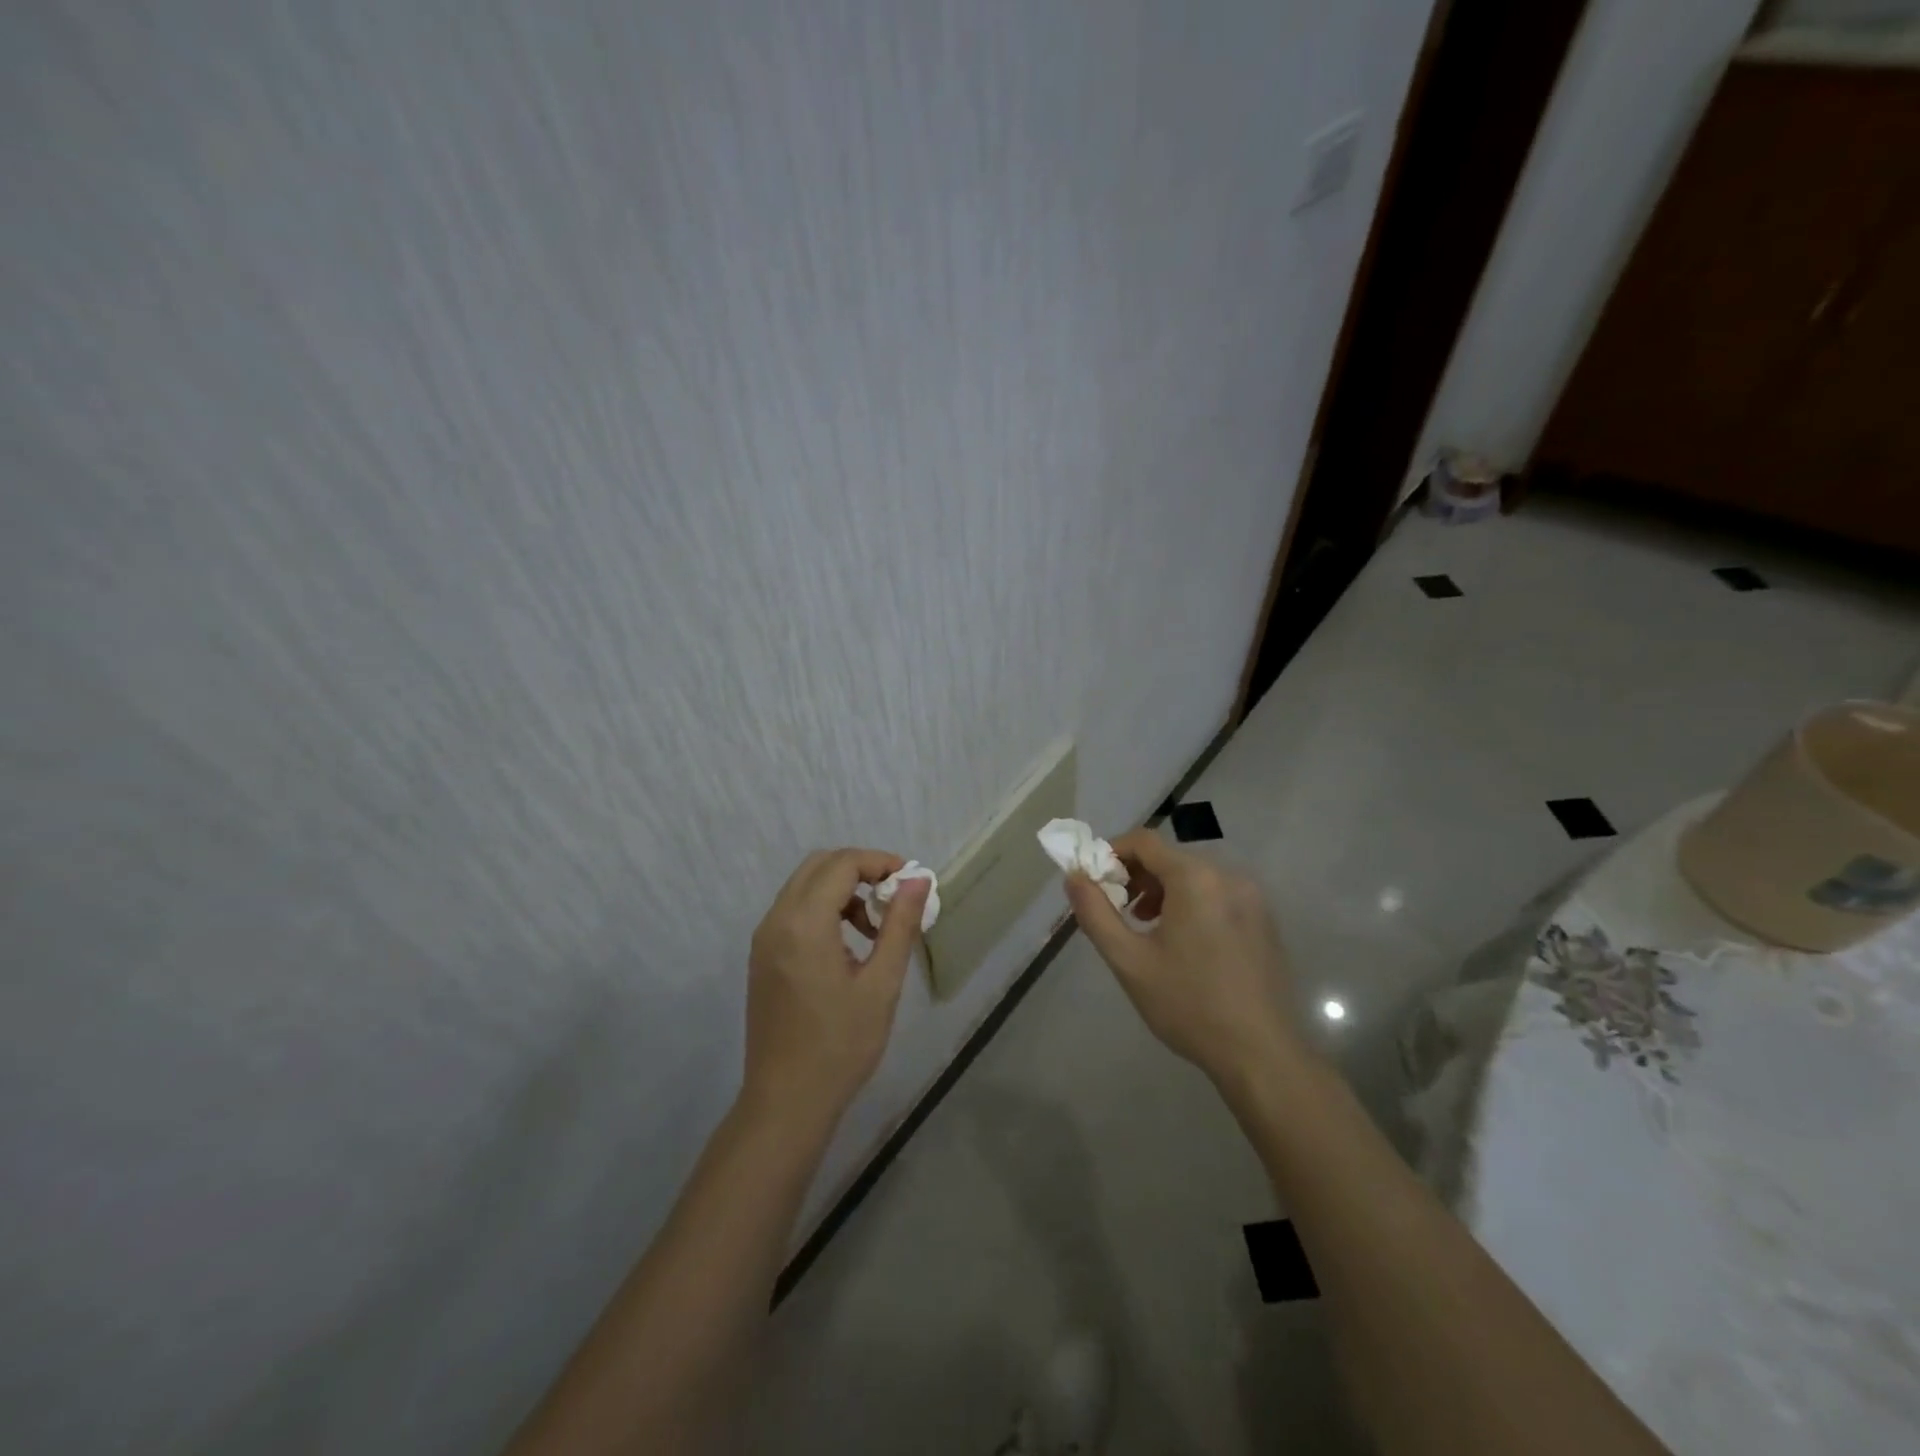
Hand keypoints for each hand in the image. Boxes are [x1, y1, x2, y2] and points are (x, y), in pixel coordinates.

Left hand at [743, 849, 927, 1124]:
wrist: (786, 1102)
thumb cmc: (841, 1045)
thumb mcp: (881, 984)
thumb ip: (900, 925)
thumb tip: (918, 880)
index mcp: (804, 923)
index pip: (843, 864)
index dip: (881, 863)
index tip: (911, 883)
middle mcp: (777, 920)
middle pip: (820, 865)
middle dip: (861, 870)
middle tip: (894, 898)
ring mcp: (764, 939)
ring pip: (804, 886)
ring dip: (842, 890)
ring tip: (875, 929)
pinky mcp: (762, 957)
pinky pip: (793, 911)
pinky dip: (823, 909)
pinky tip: (848, 946)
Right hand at [1064, 830, 1306, 1094]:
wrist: (1261, 1054)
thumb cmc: (1188, 1004)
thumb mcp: (1129, 960)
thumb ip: (1095, 913)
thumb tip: (1073, 877)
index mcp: (1196, 878)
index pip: (1144, 841)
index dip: (1111, 853)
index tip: (1094, 883)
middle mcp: (1228, 876)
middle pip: (1170, 857)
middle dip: (1136, 876)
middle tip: (1117, 911)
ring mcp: (1252, 897)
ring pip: (1194, 876)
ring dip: (1162, 890)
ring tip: (1145, 928)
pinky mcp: (1263, 920)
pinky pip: (1216, 894)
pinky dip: (1190, 903)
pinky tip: (1182, 942)